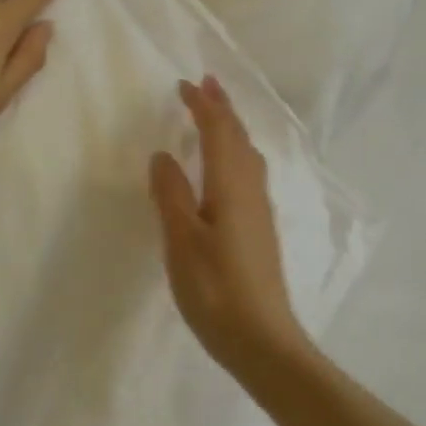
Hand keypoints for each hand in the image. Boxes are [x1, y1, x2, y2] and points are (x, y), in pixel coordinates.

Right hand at [150, 76, 314, 380]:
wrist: (263, 341)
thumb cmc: (216, 290)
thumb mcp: (182, 241)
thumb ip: (171, 195)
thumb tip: (162, 155)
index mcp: (231, 186)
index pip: (218, 132)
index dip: (203, 106)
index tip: (185, 85)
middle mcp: (251, 190)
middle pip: (238, 137)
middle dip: (222, 108)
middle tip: (206, 84)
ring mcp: (259, 211)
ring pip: (247, 155)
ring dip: (230, 128)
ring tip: (215, 115)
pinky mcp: (259, 230)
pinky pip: (248, 173)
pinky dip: (234, 152)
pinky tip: (227, 168)